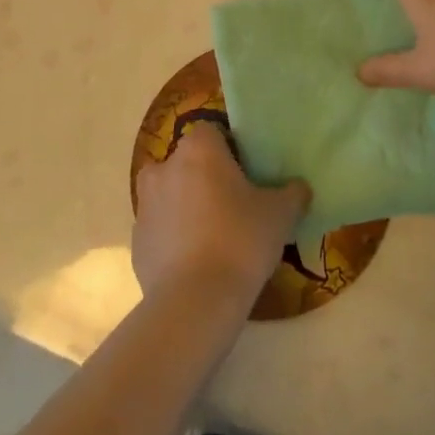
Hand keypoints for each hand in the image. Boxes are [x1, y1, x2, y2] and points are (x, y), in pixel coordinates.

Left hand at [132, 123, 308, 307]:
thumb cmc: (240, 241)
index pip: (212, 132)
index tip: (246, 174)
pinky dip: (173, 239)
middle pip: (187, 162)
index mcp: (198, 150)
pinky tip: (195, 262)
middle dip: (205, 177)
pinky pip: (160, 230)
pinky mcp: (136, 242)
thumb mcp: (280, 215)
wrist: (194, 302)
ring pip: (169, 195)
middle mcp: (164, 168)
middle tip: (232, 205)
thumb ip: (292, 193)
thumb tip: (299, 187)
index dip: (229, 149)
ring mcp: (144, 206)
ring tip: (213, 236)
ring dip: (185, 207)